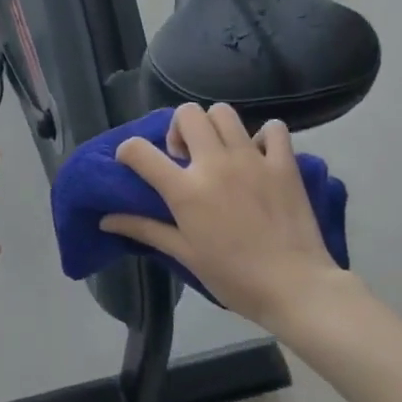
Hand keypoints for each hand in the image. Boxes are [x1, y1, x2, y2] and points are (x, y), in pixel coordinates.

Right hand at [101, 103, 359, 329]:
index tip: (132, 162)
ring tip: (218, 152)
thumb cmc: (233, 277)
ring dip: (214, 127)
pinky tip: (259, 156)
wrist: (295, 288)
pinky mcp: (284, 163)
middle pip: (187, 114)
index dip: (127, 151)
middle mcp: (215, 164)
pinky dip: (264, 136)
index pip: (139, 151)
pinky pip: (273, 129)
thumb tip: (105, 221)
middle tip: (184, 157)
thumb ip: (145, 229)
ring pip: (224, 113)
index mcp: (186, 190)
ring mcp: (252, 159)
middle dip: (178, 129)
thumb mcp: (184, 254)